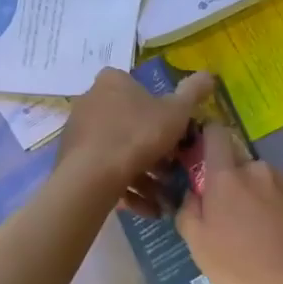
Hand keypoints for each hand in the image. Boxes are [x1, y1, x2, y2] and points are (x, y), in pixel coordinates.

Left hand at [57, 67, 212, 214]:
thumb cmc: (138, 135)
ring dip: (144, 176)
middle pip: (131, 124)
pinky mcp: (72, 160)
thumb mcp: (176, 113)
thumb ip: (193, 93)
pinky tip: (147, 209)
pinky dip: (127, 188)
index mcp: (113, 82)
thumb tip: (210, 74)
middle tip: (173, 171)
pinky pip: (105, 171)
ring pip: (120, 152)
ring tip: (163, 198)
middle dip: (155, 151)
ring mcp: (79, 132)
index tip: (176, 135)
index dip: (162, 112)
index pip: (140, 90)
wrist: (92, 176)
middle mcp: (91, 101)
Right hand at [175, 124, 282, 283]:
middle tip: (234, 224)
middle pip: (242, 168)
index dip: (208, 142)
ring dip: (262, 201)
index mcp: (228, 178)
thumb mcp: (199, 248)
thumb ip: (189, 212)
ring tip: (265, 238)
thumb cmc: (244, 272)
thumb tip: (192, 195)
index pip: (215, 136)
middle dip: (236, 188)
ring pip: (268, 184)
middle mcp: (261, 171)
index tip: (204, 161)